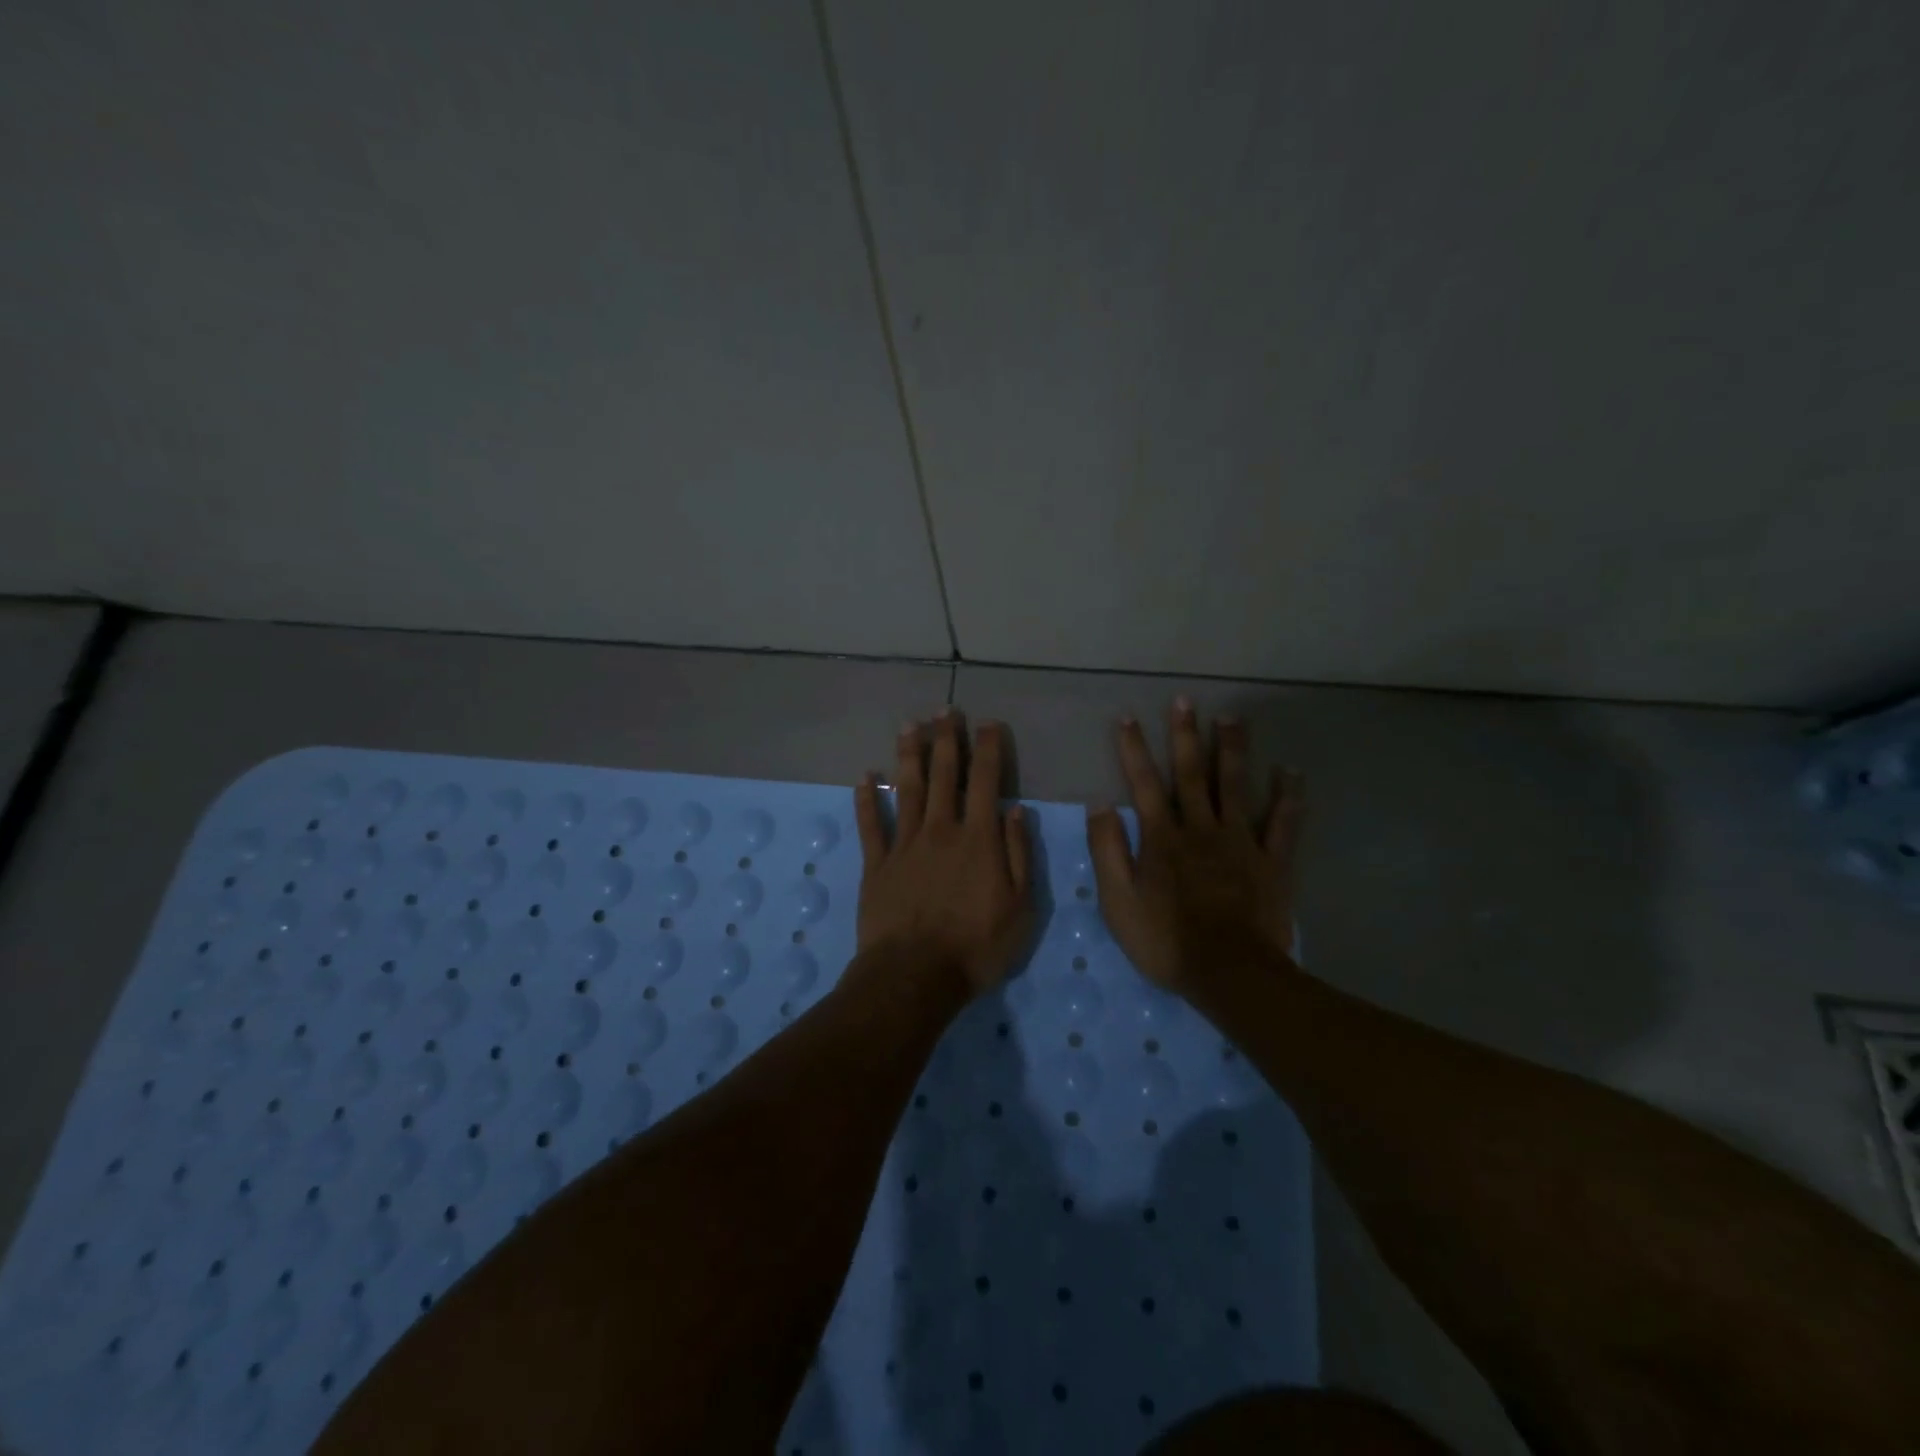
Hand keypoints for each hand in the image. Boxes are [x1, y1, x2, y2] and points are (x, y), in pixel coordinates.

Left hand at [854, 711, 1034, 997]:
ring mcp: (904, 845)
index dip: (988, 749)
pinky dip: (866, 799)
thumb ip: (1019, 855)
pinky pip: (870, 825)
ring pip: (906, 789)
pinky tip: (865, 776)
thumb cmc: (976, 946)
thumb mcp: (1020, 907)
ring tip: (910, 725)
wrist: (915, 976)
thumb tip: (1016, 811)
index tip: (989, 723)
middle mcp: (940, 830)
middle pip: (943, 775)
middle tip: (945, 710)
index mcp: (978, 839)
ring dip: (909, 755)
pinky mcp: (876, 865)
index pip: (985, 782)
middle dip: (946, 739)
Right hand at [1087, 698, 1303, 992]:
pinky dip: (1288, 796)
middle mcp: (1201, 828)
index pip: (1143, 783)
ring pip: (1235, 786)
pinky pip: (1283, 823)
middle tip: (1185, 700)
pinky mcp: (1272, 861)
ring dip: (1232, 749)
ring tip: (1231, 718)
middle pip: (1191, 773)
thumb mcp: (1118, 901)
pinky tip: (1291, 771)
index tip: (1127, 718)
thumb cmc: (1166, 940)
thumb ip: (1107, 850)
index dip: (1133, 750)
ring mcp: (1240, 841)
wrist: (1229, 972)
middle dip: (1185, 735)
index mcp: (1162, 837)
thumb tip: (1100, 805)